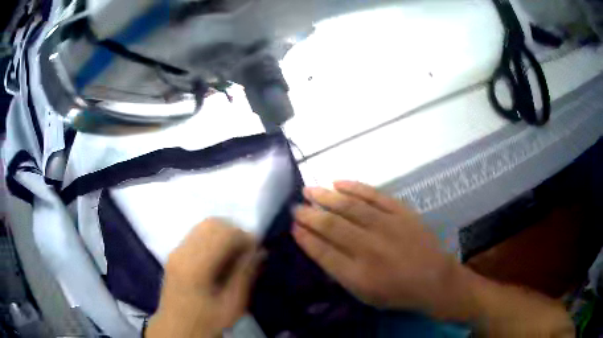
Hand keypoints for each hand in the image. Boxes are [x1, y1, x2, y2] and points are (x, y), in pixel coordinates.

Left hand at [147, 218, 262, 337]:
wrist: (177, 328)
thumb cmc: (207, 320)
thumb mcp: (232, 304)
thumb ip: (245, 275)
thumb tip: (260, 251)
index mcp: (196, 267)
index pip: (223, 234)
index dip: (245, 237)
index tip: (257, 251)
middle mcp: (182, 252)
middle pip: (212, 224)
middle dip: (235, 232)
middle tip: (247, 251)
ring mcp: (176, 250)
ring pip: (203, 225)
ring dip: (224, 233)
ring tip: (235, 253)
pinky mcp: (174, 253)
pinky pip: (196, 233)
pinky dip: (213, 237)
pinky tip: (220, 255)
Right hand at [291, 181, 466, 318]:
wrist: (433, 278)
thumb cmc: (396, 292)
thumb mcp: (363, 294)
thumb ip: (339, 273)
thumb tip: (317, 247)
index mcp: (358, 274)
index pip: (322, 251)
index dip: (305, 237)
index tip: (292, 226)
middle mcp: (369, 248)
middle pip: (331, 226)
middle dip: (309, 215)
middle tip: (295, 206)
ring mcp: (386, 226)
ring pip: (349, 206)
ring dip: (326, 197)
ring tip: (309, 190)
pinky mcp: (400, 211)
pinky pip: (374, 195)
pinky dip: (354, 187)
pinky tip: (338, 183)